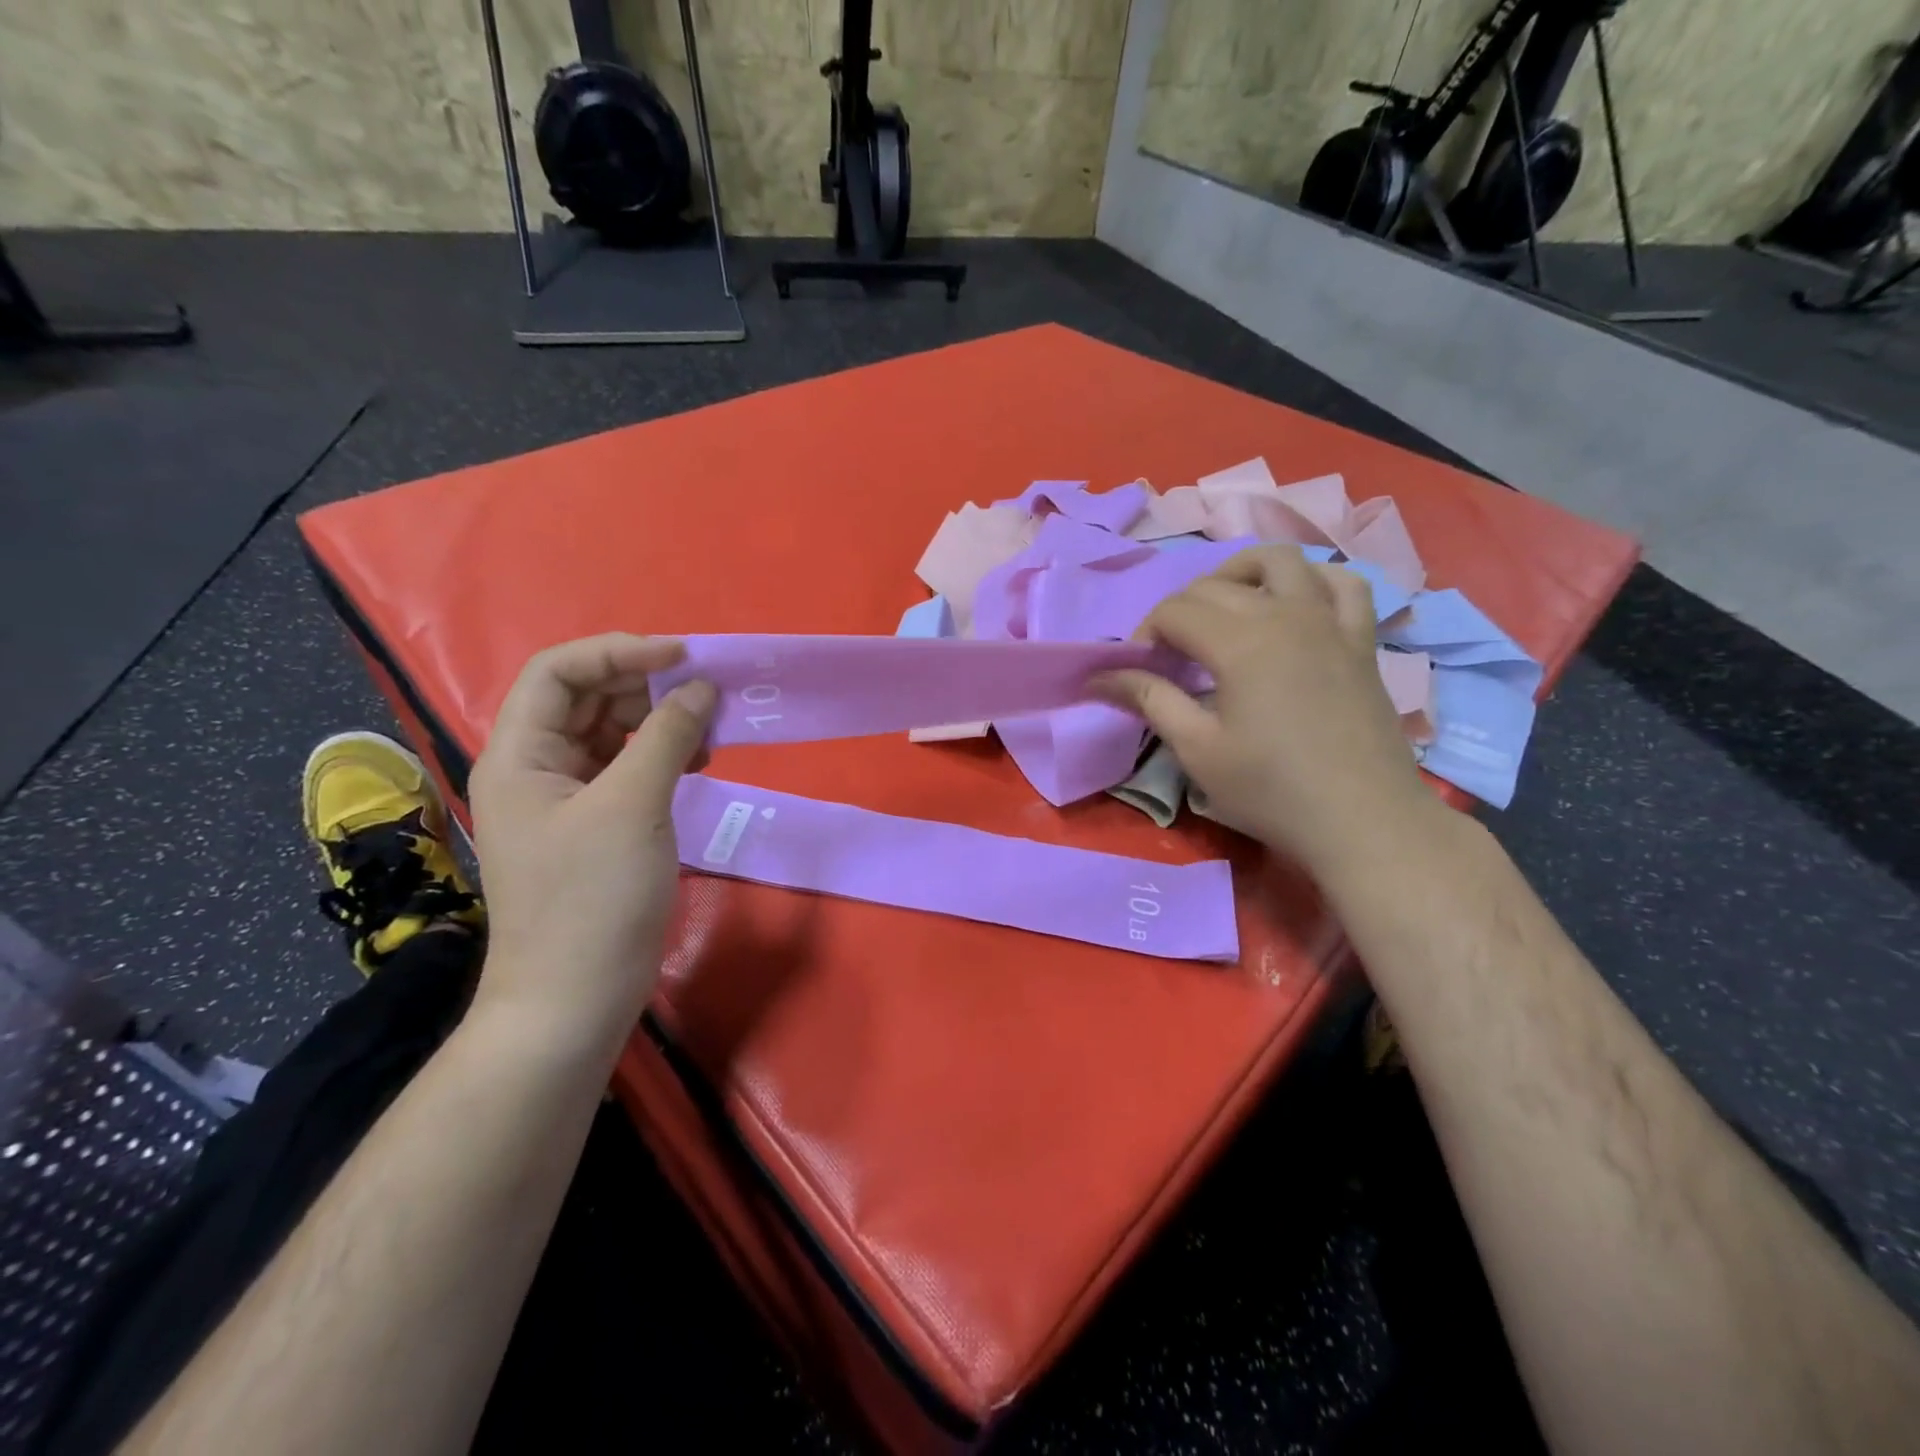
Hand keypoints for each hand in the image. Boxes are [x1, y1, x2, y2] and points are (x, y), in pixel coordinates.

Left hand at [467, 634, 715, 1045]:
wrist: (574, 1001)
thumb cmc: (593, 899)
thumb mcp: (633, 806)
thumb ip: (667, 736)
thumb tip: (699, 687)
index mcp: (520, 753)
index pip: (559, 671)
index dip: (619, 651)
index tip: (683, 656)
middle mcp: (537, 767)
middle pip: (588, 698)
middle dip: (647, 686)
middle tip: (707, 694)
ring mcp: (566, 798)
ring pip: (613, 733)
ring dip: (661, 722)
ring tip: (710, 732)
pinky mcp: (596, 825)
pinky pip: (628, 769)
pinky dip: (663, 756)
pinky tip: (698, 763)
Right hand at [1095, 546, 1435, 875]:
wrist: (1363, 820)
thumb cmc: (1271, 790)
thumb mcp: (1197, 749)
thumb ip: (1150, 699)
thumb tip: (1099, 677)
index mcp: (1240, 642)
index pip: (1174, 610)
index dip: (1145, 635)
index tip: (1140, 673)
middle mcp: (1285, 614)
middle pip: (1214, 585)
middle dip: (1178, 612)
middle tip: (1170, 658)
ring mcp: (1329, 621)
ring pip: (1280, 560)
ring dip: (1239, 574)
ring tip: (1223, 609)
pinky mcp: (1360, 640)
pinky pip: (1342, 584)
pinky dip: (1312, 580)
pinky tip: (1295, 602)